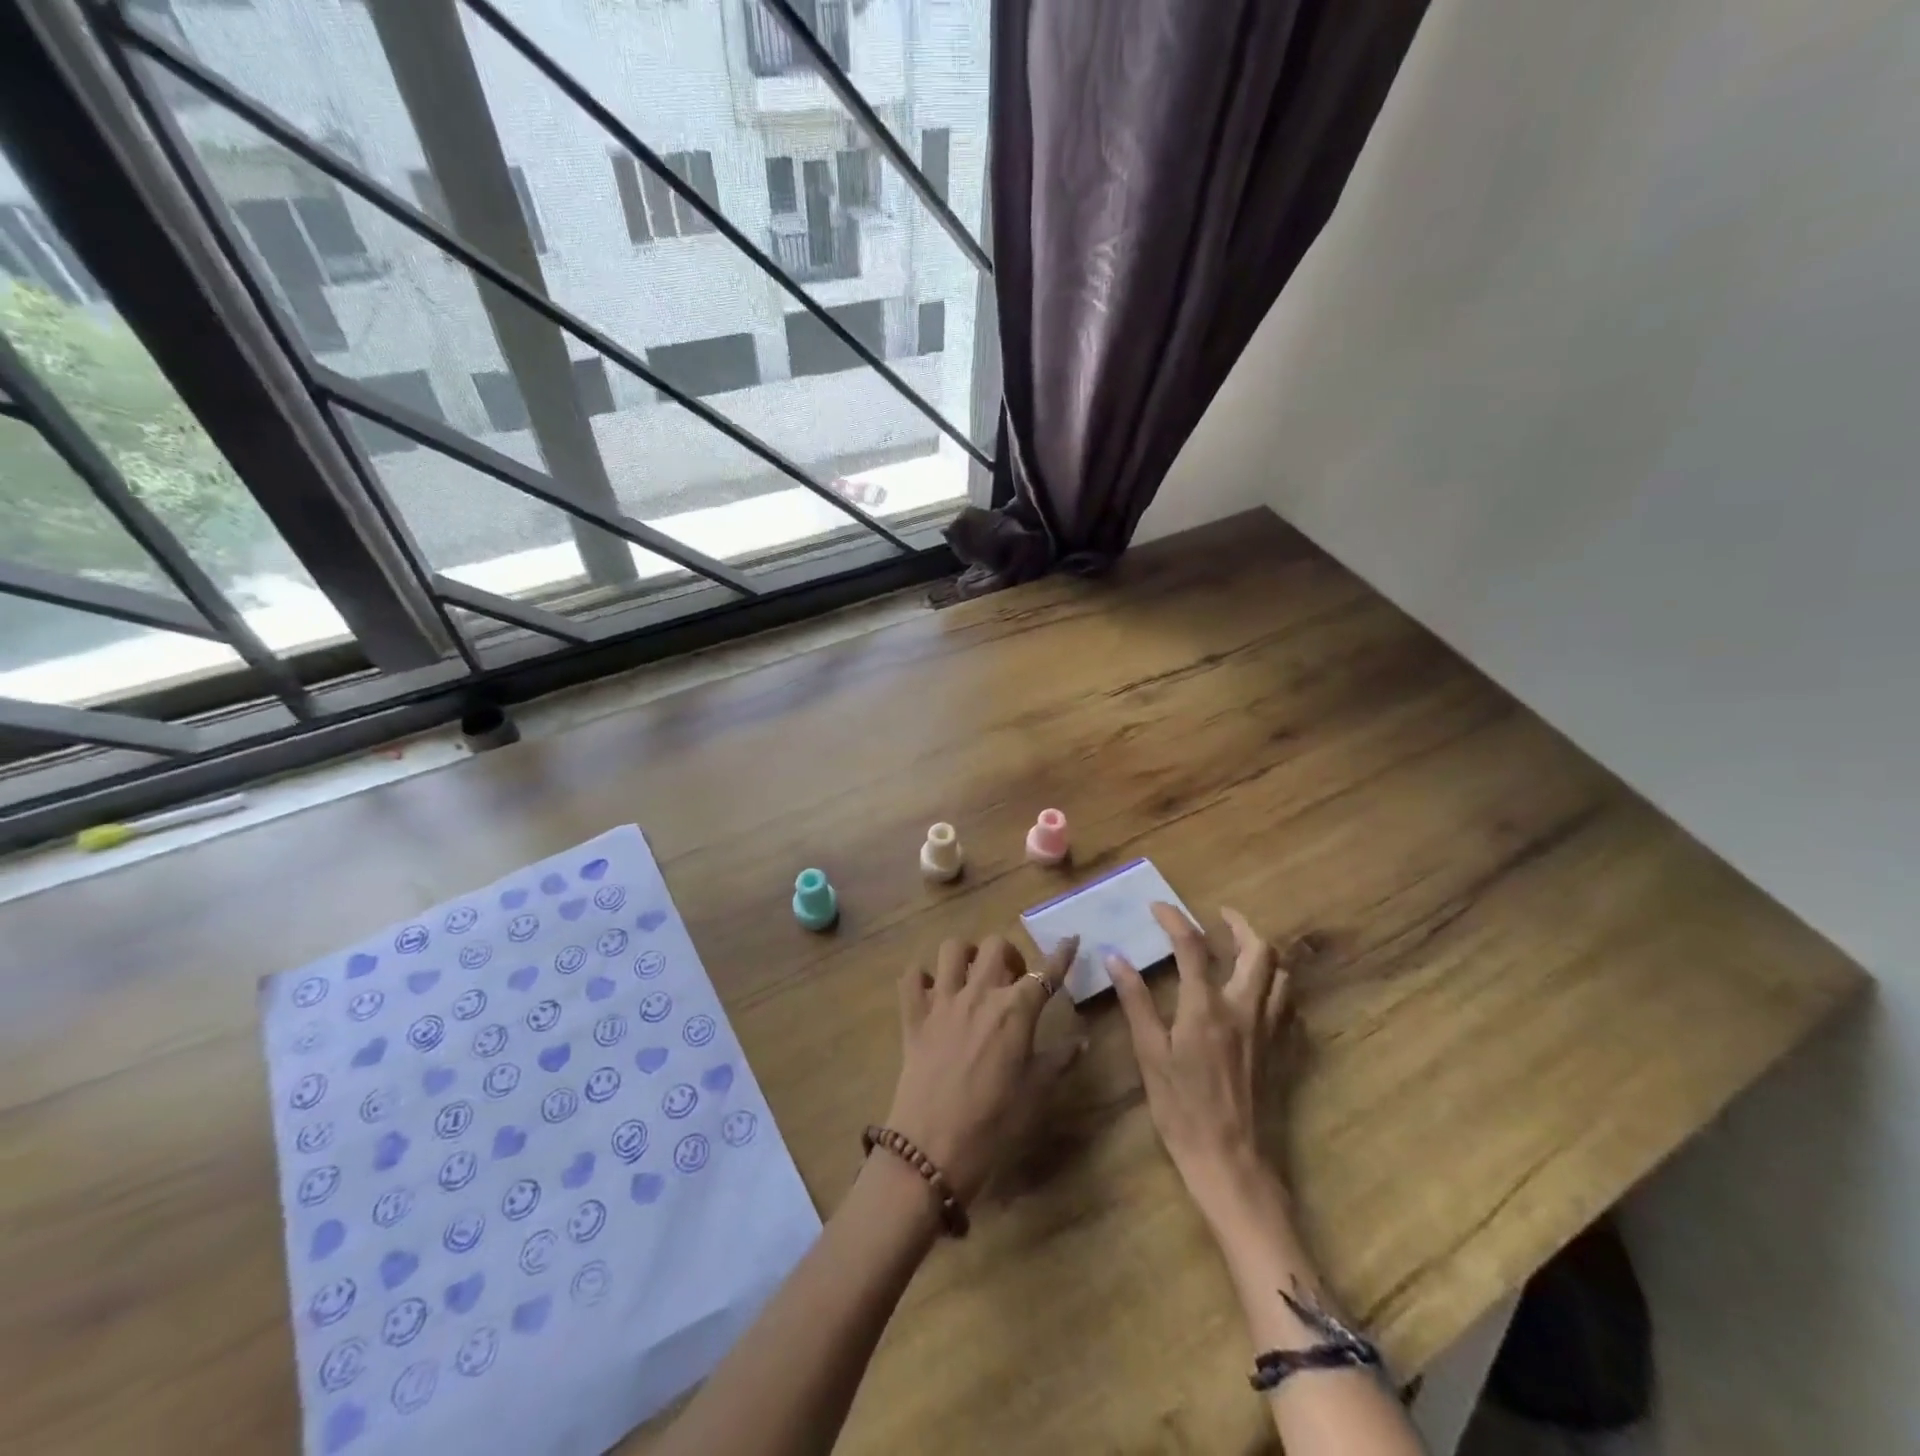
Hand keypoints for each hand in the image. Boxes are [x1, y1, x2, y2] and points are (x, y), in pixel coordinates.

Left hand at [885, 936, 1082, 1202]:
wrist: (933, 1148)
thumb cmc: (994, 1124)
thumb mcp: (1037, 1093)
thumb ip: (1060, 1060)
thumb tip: (1082, 1039)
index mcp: (1015, 1010)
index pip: (1045, 973)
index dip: (1061, 955)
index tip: (1071, 940)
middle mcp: (979, 994)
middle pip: (995, 946)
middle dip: (1009, 953)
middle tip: (1013, 977)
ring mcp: (942, 1001)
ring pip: (952, 949)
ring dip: (966, 955)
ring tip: (972, 975)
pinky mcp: (913, 1016)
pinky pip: (911, 977)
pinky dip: (921, 977)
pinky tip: (931, 991)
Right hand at [1108, 904, 1290, 1222]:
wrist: (1232, 1163)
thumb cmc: (1182, 1110)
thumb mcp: (1150, 1055)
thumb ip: (1135, 1002)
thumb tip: (1115, 957)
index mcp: (1206, 1007)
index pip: (1193, 945)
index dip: (1175, 919)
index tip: (1159, 907)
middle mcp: (1244, 1008)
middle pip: (1259, 950)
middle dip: (1240, 924)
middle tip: (1220, 917)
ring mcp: (1270, 1029)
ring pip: (1281, 974)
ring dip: (1263, 952)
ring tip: (1241, 948)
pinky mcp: (1283, 1051)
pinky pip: (1290, 1005)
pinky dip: (1276, 986)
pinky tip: (1259, 994)